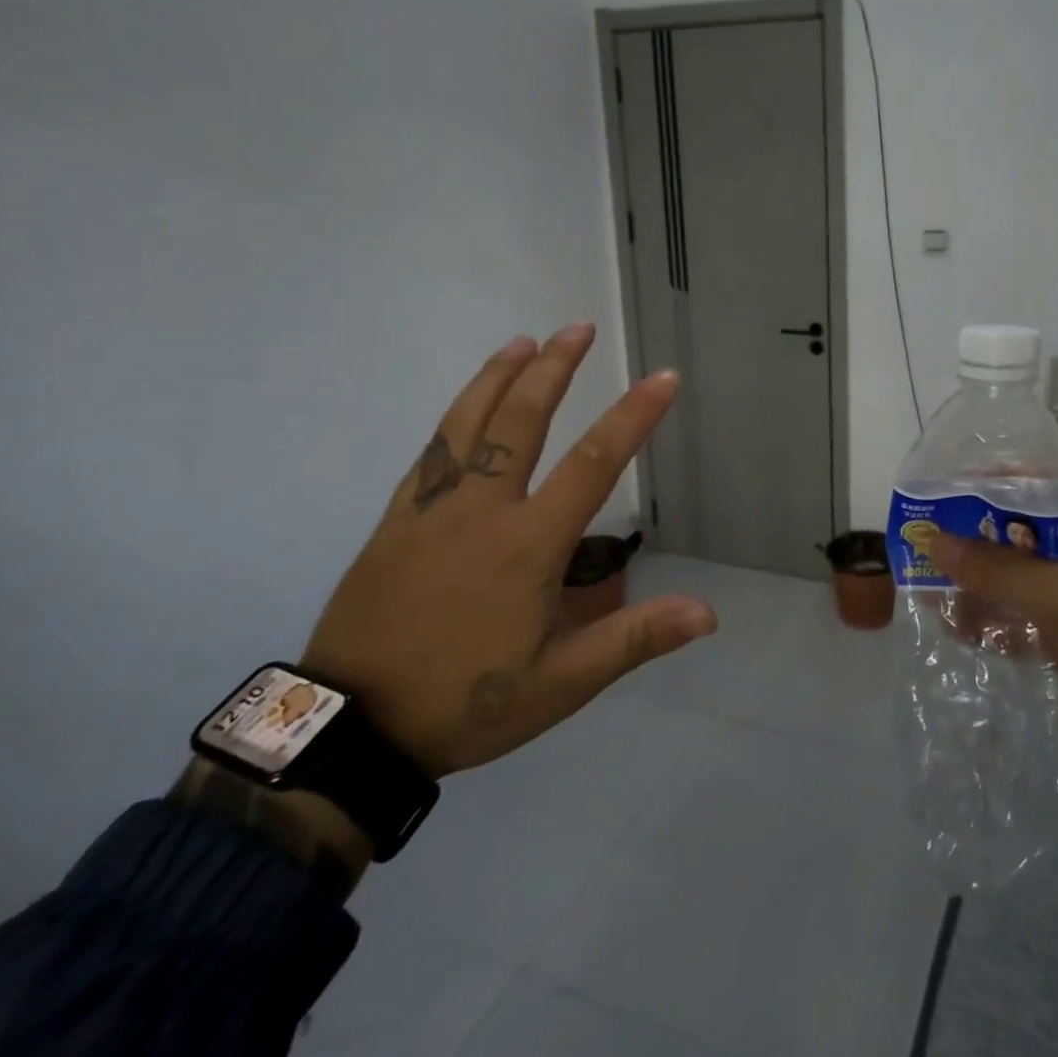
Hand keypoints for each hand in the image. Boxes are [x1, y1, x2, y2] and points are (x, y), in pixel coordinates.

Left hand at [300, 323, 715, 777]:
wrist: (350, 729)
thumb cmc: (465, 703)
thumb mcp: (561, 683)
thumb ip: (634, 639)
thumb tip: (707, 614)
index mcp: (528, 545)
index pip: (593, 464)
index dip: (633, 416)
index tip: (663, 378)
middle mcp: (483, 510)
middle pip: (522, 421)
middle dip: (555, 369)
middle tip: (578, 326)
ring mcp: (432, 509)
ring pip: (468, 424)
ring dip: (499, 377)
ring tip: (525, 342)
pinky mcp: (396, 521)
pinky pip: (430, 453)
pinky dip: (454, 416)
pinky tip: (466, 405)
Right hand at [932, 477, 1057, 946]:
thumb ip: (1000, 571)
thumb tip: (935, 540)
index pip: (1050, 485)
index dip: (997, 485)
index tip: (944, 492)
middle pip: (1036, 536)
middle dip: (983, 543)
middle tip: (926, 545)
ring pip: (1034, 584)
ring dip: (988, 588)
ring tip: (931, 590)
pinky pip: (1041, 625)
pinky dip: (1006, 626)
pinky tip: (960, 630)